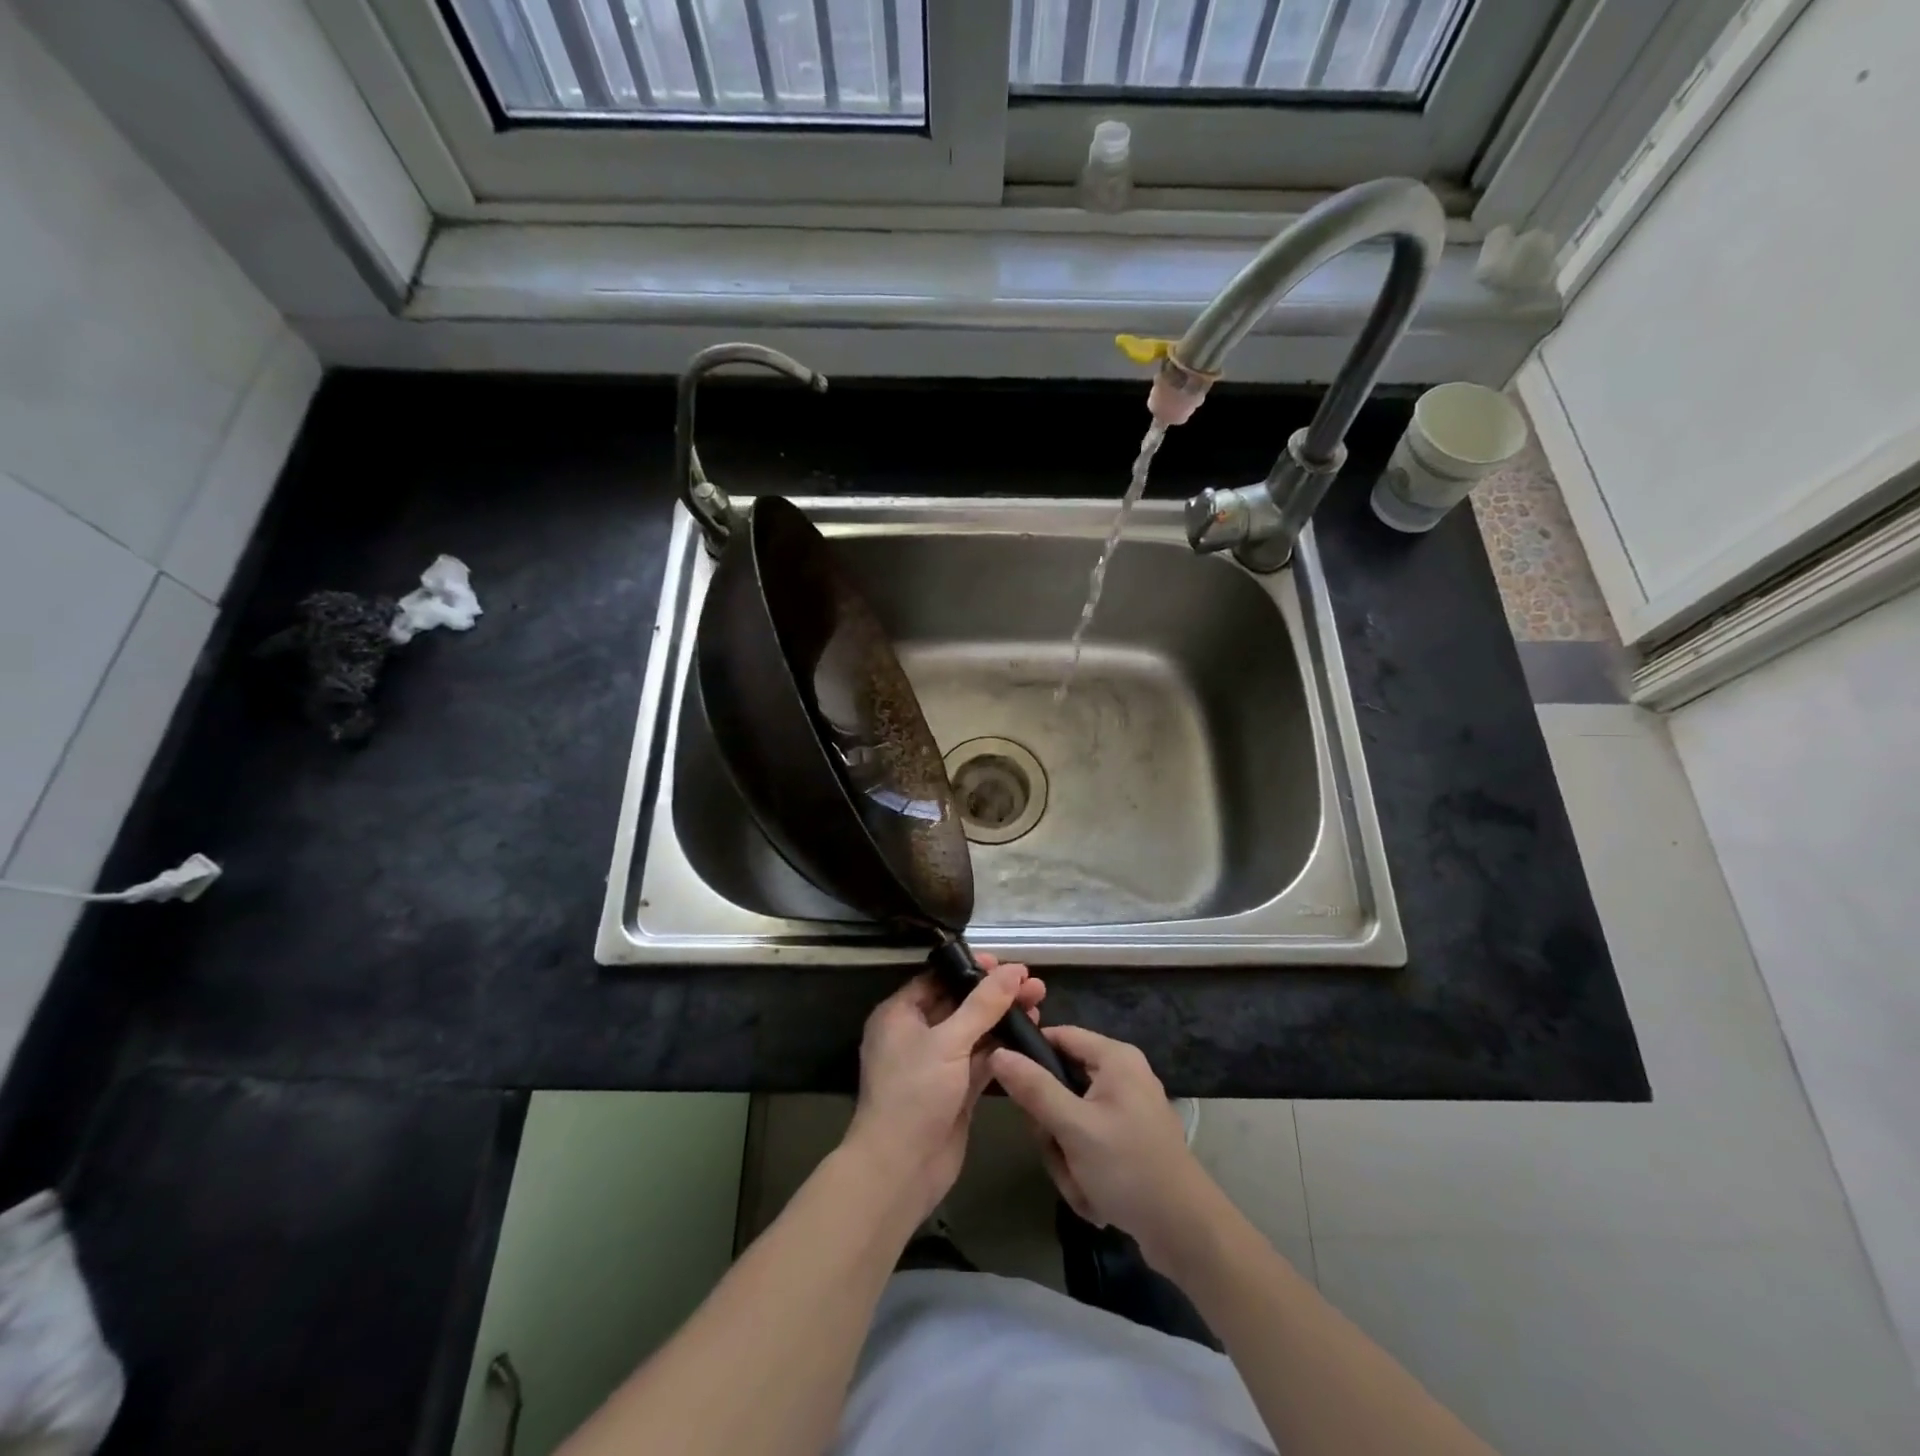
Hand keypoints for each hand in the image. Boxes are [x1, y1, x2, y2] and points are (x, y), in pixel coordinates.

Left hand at [846, 957, 1044, 1224]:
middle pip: (960, 1003)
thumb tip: (1012, 970)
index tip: (1005, 964)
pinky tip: (1031, 1036)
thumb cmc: (914, 1094)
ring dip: (1003, 1019)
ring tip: (1040, 1004)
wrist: (900, 1169)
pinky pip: (981, 1059)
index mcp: (900, 1014)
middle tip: (1033, 985)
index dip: (971, 969)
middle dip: (995, 993)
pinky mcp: (955, 1089)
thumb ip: (983, 1005)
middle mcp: (917, 1034)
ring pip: (974, 1031)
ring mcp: (937, 1063)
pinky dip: (1003, 1048)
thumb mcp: (948, 1042)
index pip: (938, 979)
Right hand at [990, 1026, 1216, 1269]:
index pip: (1059, 1035)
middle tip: (1059, 1152)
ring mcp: (1126, 1110)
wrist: (1186, 1233)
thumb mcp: (1073, 1127)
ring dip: (1066, 1155)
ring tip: (1081, 1183)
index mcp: (1115, 1058)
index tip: (1007, 1084)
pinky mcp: (1129, 1140)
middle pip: (1060, 1084)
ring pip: (1070, 1120)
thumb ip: (1034, 1088)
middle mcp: (1122, 1075)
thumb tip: (998, 1053)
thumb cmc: (1129, 1167)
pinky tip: (1094, 1196)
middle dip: (1052, 1127)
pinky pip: (1088, 1143)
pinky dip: (1083, 1169)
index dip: (1030, 1055)